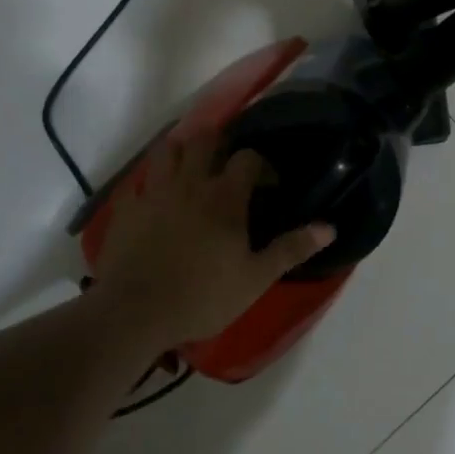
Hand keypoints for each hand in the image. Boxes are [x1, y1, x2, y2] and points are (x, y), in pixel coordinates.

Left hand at [91, 130, 334, 346]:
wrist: (135, 313)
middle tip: (226, 164)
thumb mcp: (256, 278)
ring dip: (181, 151)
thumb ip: (291, 249)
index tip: (268, 184)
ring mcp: (153, 192)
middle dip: (218, 143)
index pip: (247, 158)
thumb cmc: (203, 296)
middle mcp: (189, 184)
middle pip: (204, 140)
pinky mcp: (126, 208)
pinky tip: (153, 198)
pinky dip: (147, 183)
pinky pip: (136, 183)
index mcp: (224, 197)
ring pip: (166, 151)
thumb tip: (329, 227)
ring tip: (190, 168)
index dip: (261, 165)